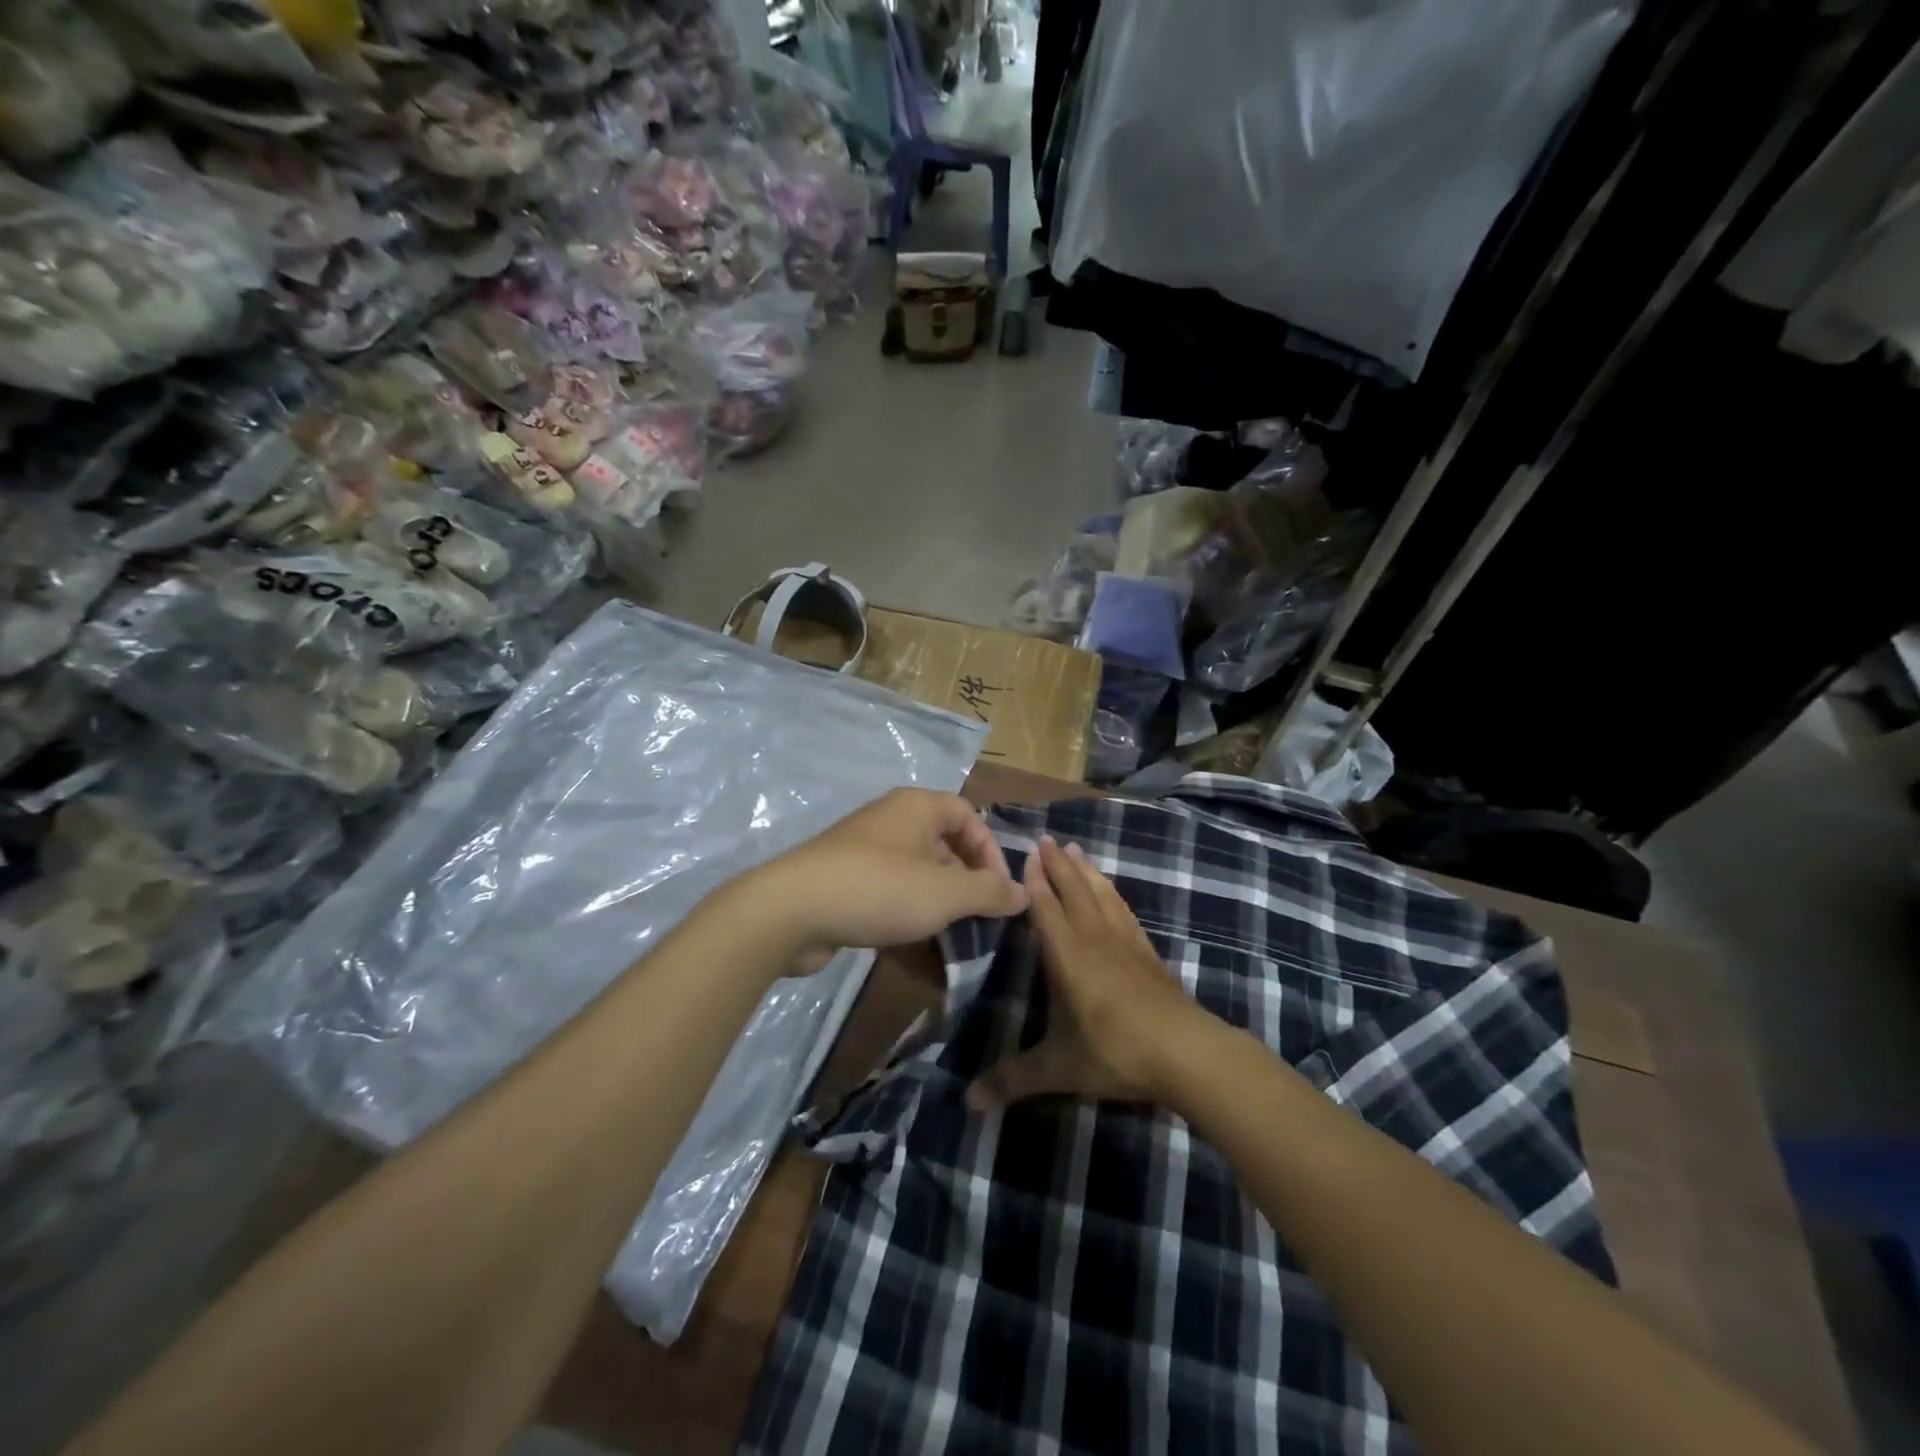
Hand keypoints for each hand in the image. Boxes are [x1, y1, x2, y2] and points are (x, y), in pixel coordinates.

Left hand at [749, 788, 1028, 965]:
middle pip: (943, 846)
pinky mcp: (845, 883)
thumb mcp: (945, 893)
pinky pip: (889, 895)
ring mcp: (864, 852)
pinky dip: (907, 917)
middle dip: (966, 883)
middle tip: (979, 919)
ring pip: (917, 875)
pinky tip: (917, 950)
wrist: (791, 910)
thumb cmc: (879, 889)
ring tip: (953, 939)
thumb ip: (989, 892)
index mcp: (917, 807)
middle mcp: (891, 821)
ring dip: (938, 905)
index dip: (990, 851)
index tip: (999, 891)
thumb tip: (1024, 893)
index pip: (968, 816)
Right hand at [969, 836, 1213, 1110]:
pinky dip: (1113, 894)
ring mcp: (1126, 944)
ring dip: (1087, 872)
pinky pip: (1125, 912)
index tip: (1026, 854)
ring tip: (1076, 850)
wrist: (1187, 1053)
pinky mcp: (1149, 954)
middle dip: (1058, 866)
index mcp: (1068, 957)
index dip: (1035, 882)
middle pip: (1074, 892)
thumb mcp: (1059, 1069)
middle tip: (1047, 839)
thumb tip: (966, 1103)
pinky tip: (1112, 891)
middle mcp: (1095, 940)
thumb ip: (1013, 1081)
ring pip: (1102, 895)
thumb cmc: (1116, 1053)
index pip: (1047, 909)